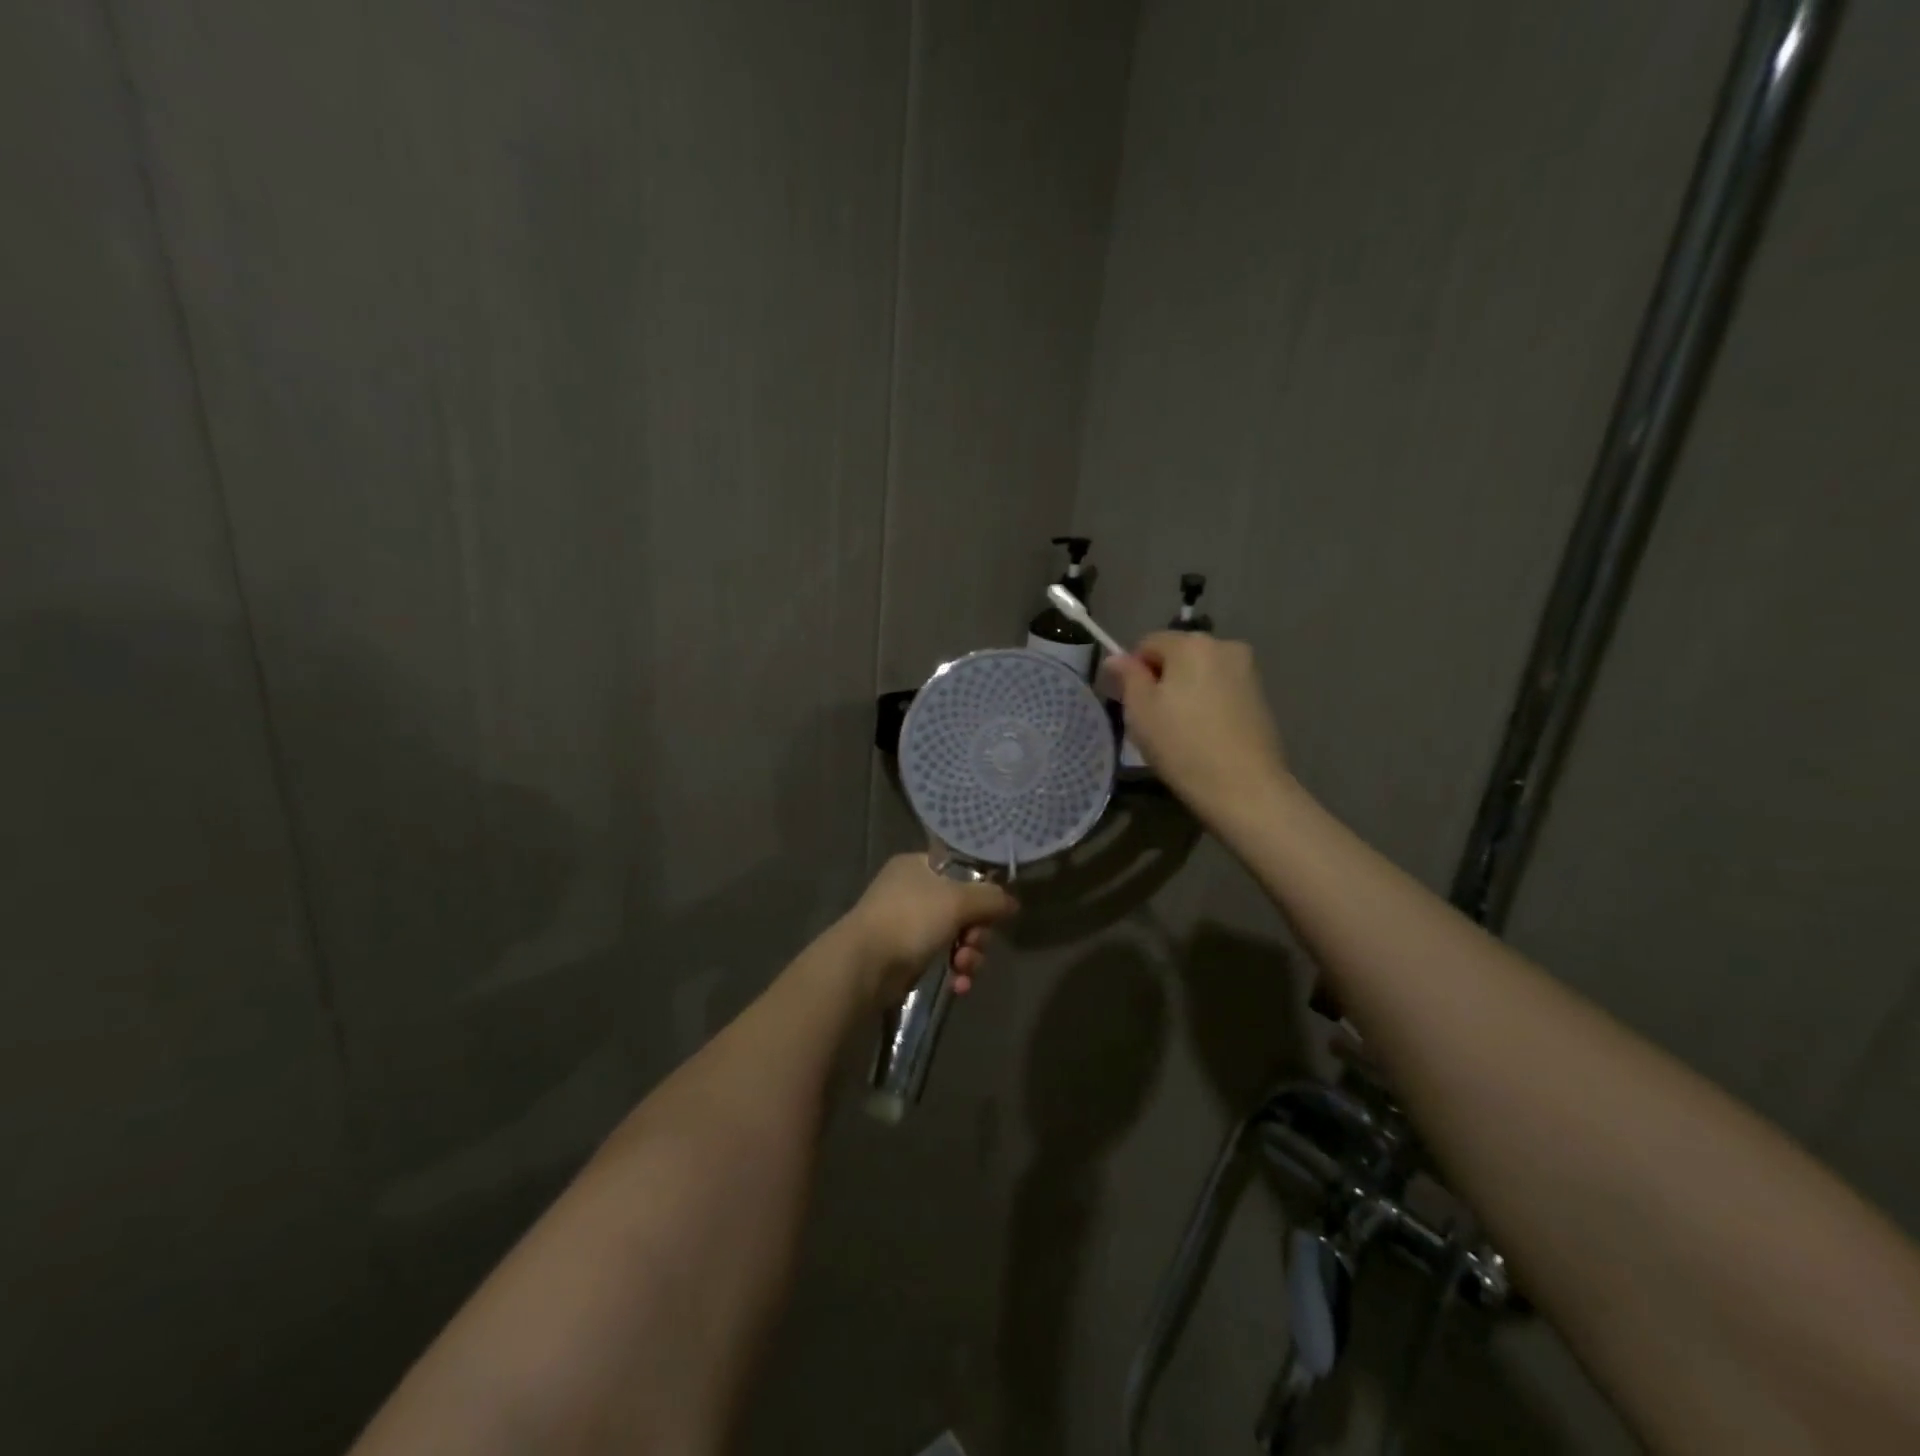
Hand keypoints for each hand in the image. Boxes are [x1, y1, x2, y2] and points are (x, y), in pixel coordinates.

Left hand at [839, 854, 1018, 1005]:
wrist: (864, 965)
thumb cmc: (911, 919)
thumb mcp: (958, 901)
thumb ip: (991, 898)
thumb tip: (1012, 902)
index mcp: (918, 866)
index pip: (961, 871)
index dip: (981, 892)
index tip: (993, 912)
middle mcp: (911, 890)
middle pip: (962, 907)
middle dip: (976, 932)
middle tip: (973, 943)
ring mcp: (906, 924)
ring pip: (955, 936)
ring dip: (968, 954)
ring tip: (964, 968)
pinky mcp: (905, 955)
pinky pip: (941, 959)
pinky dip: (954, 971)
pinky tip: (959, 985)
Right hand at [1102, 632, 1288, 820]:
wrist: (1245, 788)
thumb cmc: (1182, 745)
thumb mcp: (1140, 711)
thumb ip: (1127, 676)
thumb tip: (1115, 658)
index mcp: (1191, 643)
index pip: (1148, 643)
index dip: (1133, 671)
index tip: (1132, 705)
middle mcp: (1224, 645)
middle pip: (1177, 655)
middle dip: (1162, 679)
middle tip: (1153, 720)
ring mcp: (1248, 671)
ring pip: (1200, 673)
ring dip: (1185, 692)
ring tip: (1180, 730)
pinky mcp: (1261, 696)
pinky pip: (1221, 690)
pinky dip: (1207, 704)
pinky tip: (1204, 735)